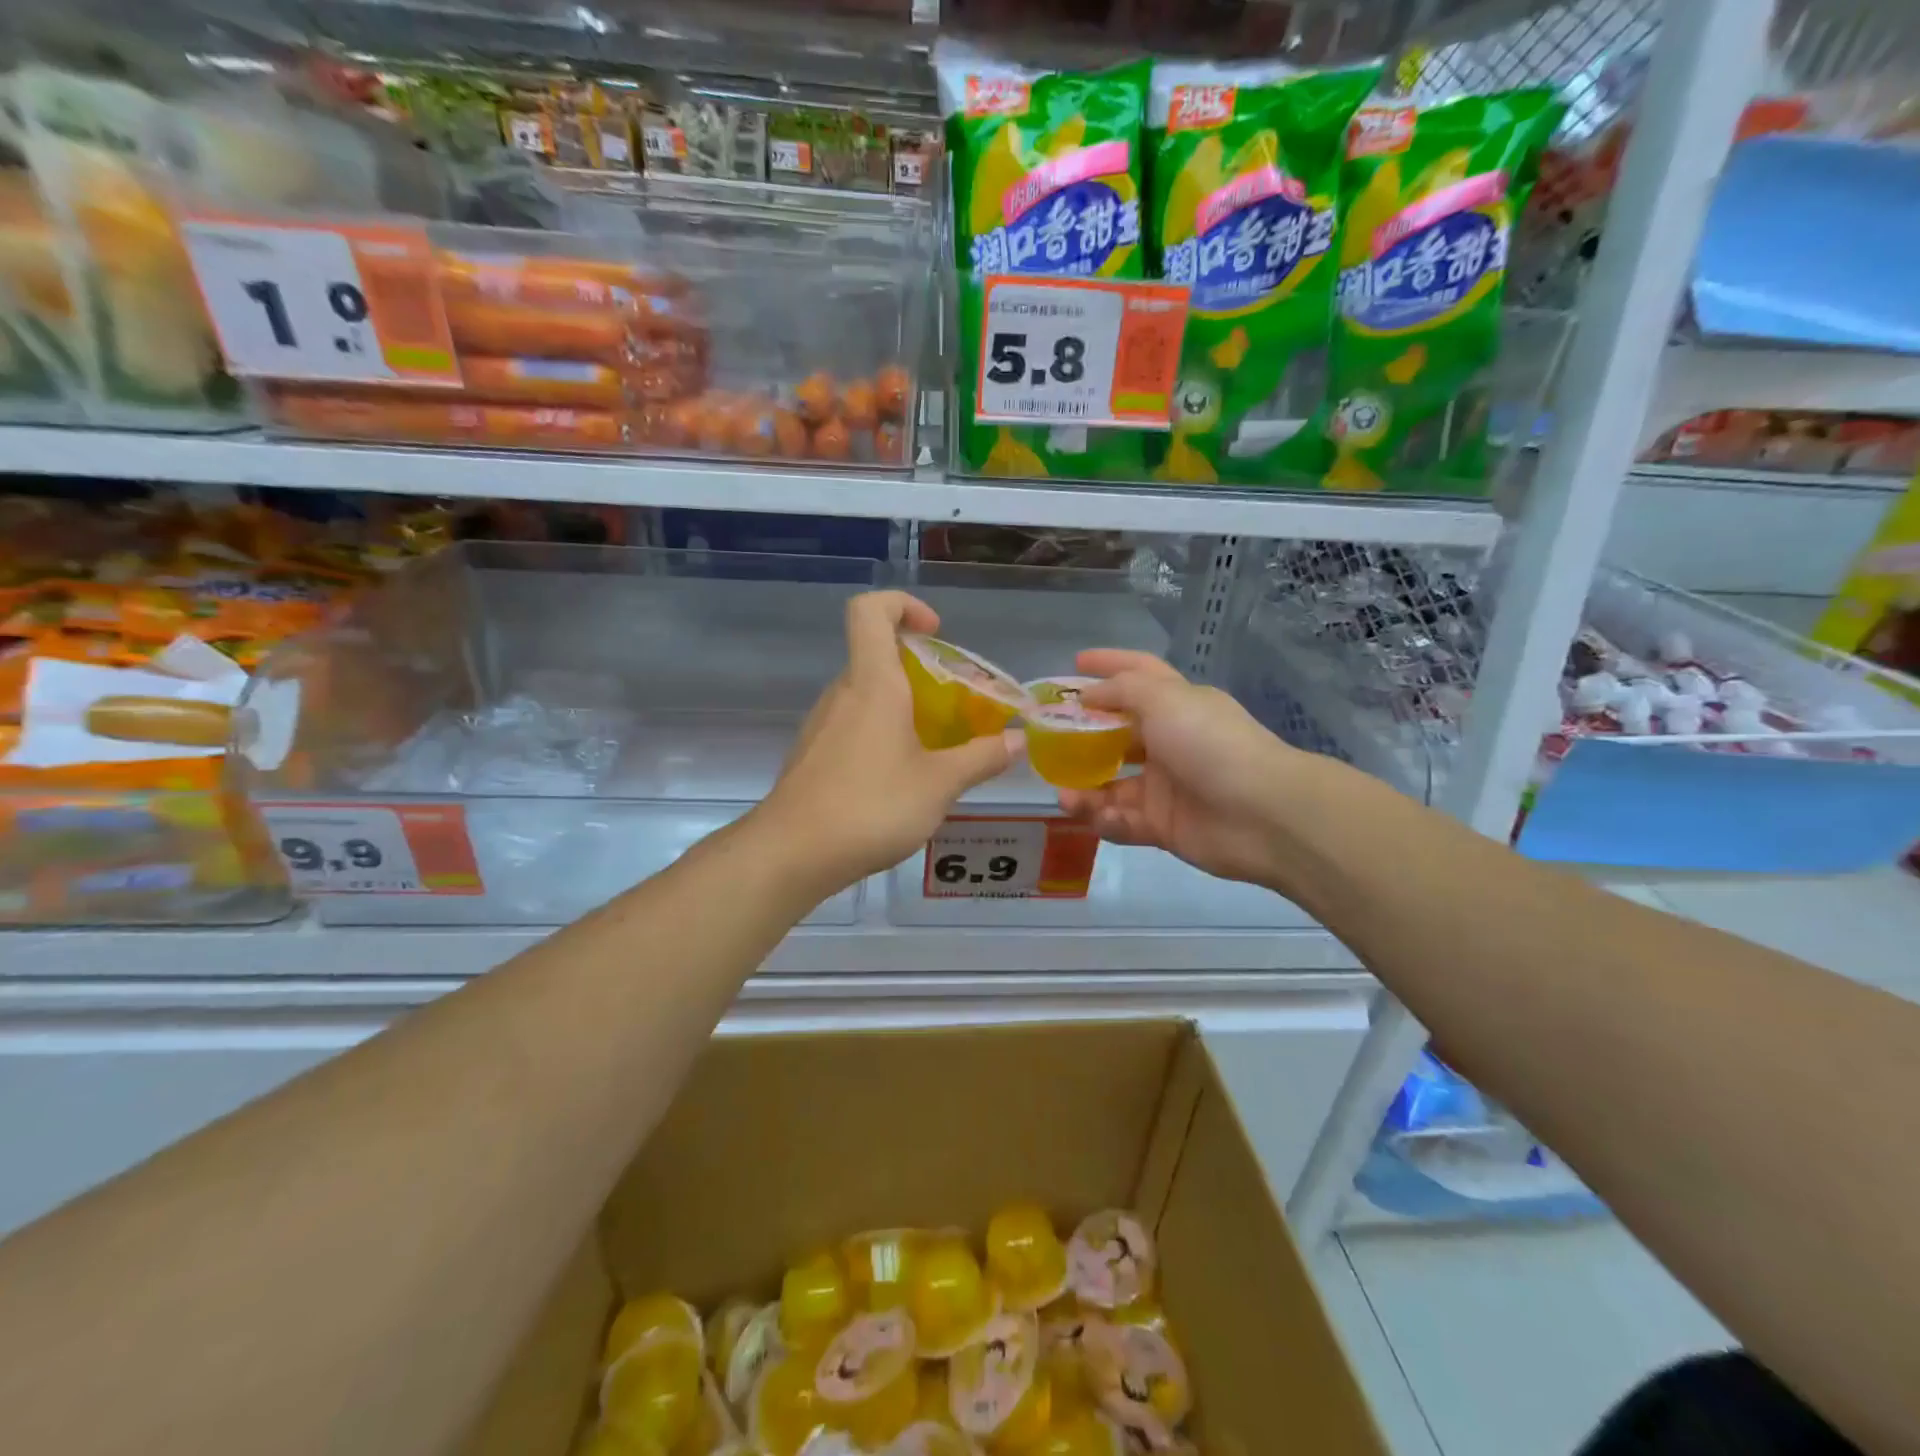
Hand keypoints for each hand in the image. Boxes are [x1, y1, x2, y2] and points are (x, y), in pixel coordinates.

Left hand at [758, 591, 1017, 895]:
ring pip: (867, 696)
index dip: (903, 605)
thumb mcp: (939, 785)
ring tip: (937, 749)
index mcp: (872, 683)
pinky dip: (882, 735)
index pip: (870, 610)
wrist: (791, 854)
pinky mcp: (813, 756)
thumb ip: (980, 759)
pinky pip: (854, 727)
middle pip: (876, 656)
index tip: (936, 633)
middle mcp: (842, 694)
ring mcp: (822, 725)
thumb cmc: (870, 806)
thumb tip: (1017, 741)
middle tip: (956, 706)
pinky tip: (902, 780)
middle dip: (921, 671)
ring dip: (904, 708)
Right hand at [1056, 650, 1313, 887]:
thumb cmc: (1210, 743)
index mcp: (1177, 705)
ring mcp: (1166, 787)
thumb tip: (1089, 695)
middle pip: (1116, 735)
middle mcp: (1169, 742)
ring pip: (1113, 784)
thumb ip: (1121, 690)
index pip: (1138, 675)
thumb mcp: (1165, 700)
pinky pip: (1124, 821)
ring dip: (1085, 789)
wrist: (1261, 813)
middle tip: (1047, 743)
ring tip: (1064, 795)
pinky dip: (1107, 820)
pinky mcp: (1164, 826)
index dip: (1109, 664)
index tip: (1075, 662)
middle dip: (1082, 738)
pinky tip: (1096, 816)